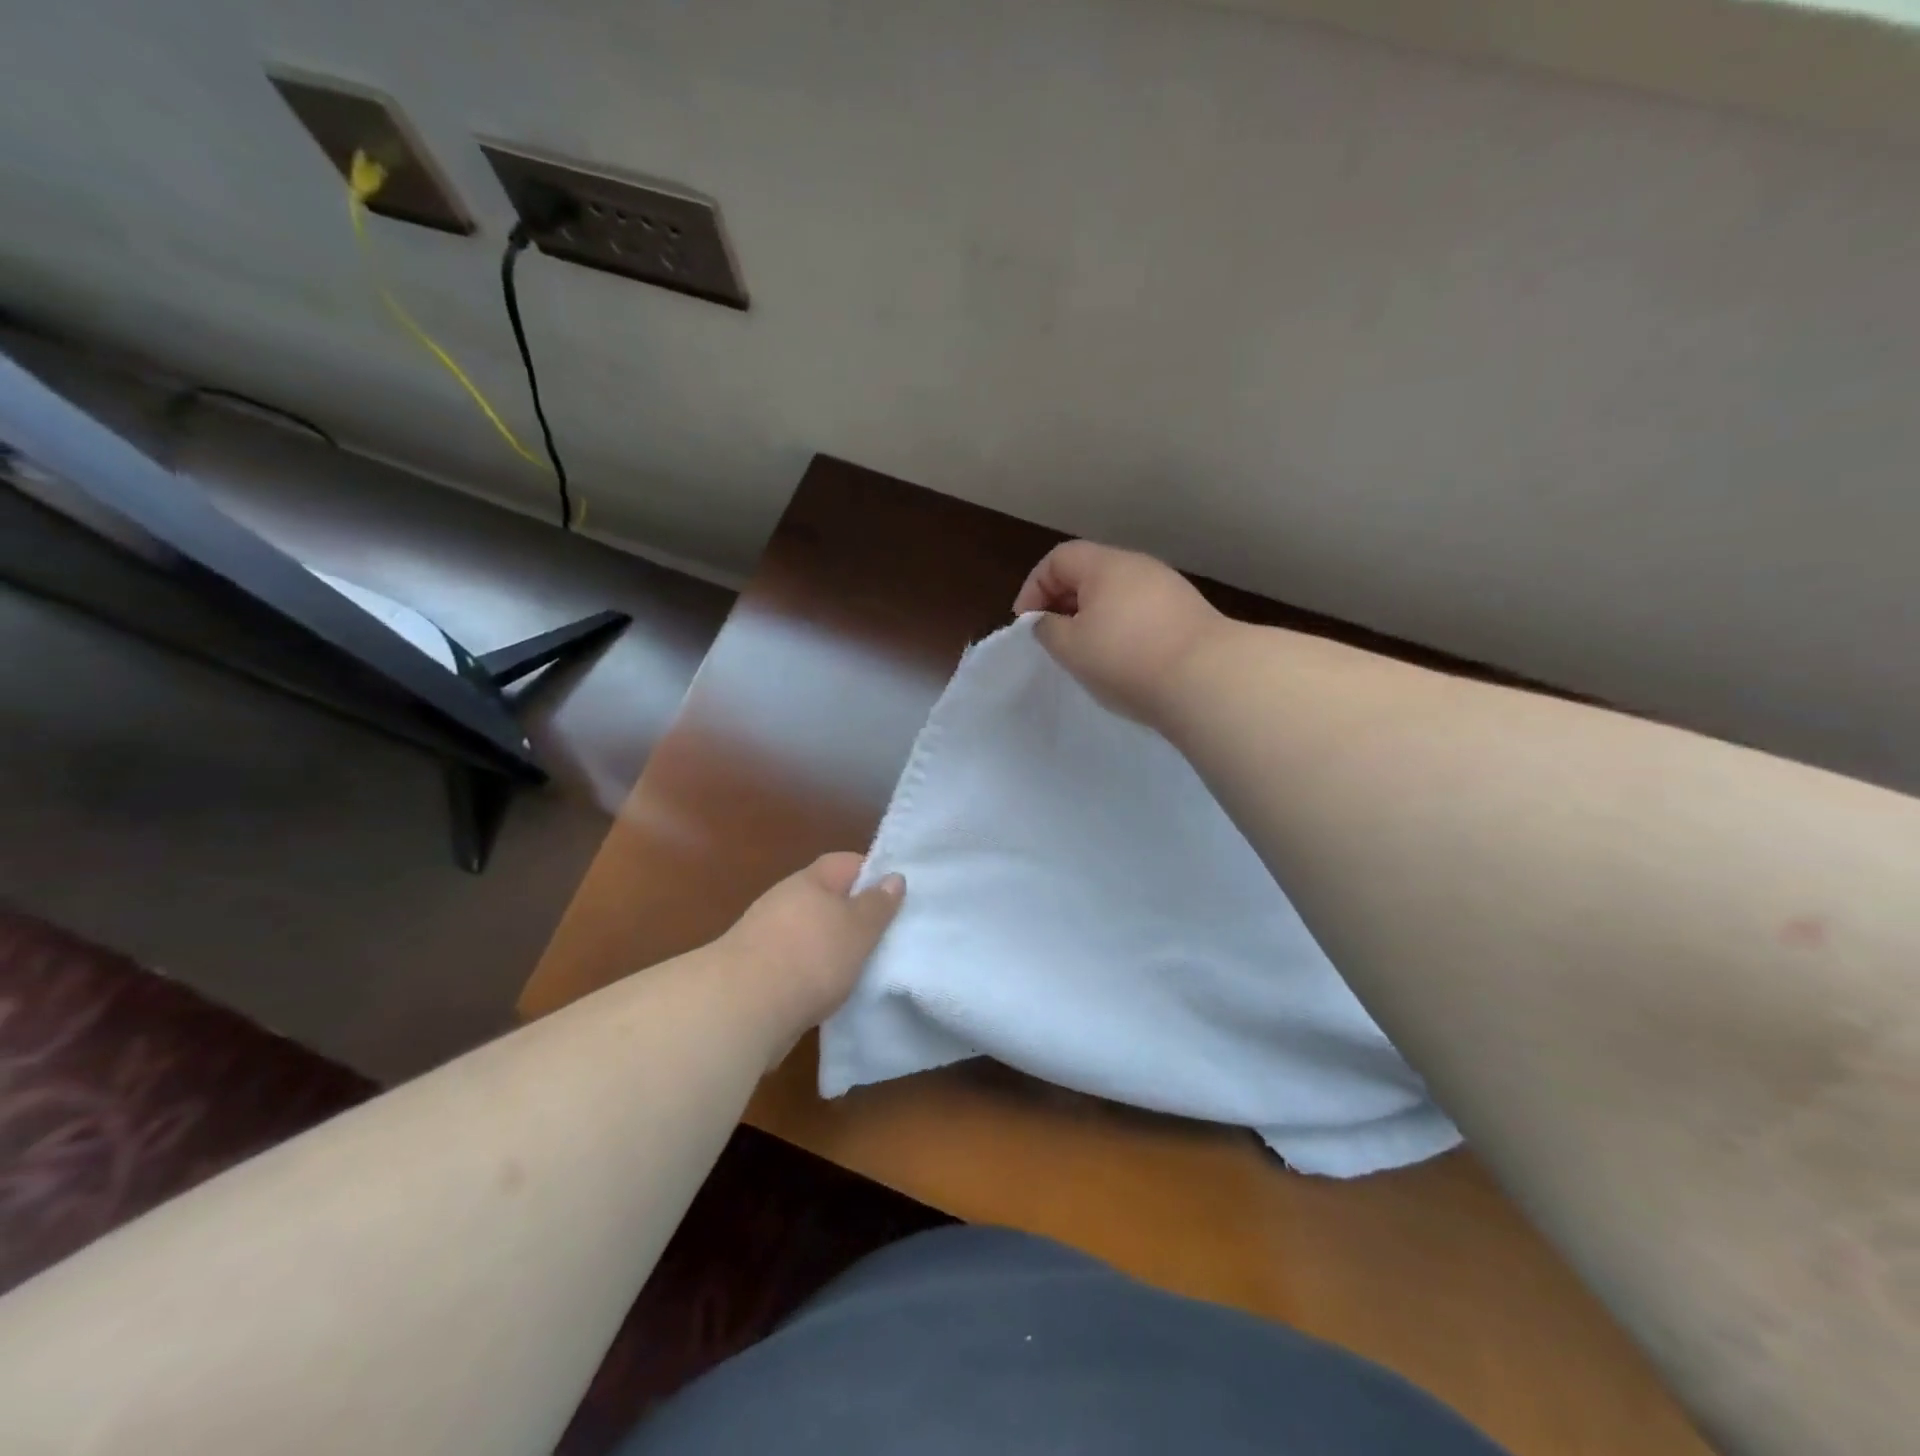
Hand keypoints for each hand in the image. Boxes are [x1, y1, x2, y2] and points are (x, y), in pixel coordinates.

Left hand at [720, 853, 904, 1054]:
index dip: (872, 874)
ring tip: (861, 968)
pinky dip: (813, 972)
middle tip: (885, 936)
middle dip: (853, 914)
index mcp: (809, 881)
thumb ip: (878, 904)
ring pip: (810, 932)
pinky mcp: (756, 970)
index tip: (896, 896)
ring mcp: (766, 935)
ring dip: (832, 946)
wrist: (742, 1008)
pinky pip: (795, 962)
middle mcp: (785, 900)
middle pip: (827, 898)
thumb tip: (894, 877)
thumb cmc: (810, 956)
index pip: (846, 862)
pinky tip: (828, 992)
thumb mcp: (858, 928)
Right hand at [1013, 541, 1226, 726]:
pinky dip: (1123, 630)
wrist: (1206, 679)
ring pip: (1117, 595)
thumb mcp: (1070, 647)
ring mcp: (1168, 589)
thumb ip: (1048, 629)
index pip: (1058, 559)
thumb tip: (1048, 621)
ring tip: (1087, 653)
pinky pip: (1142, 613)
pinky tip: (1123, 661)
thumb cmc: (1126, 658)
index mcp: (1105, 565)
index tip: (1027, 624)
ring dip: (1094, 618)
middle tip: (1054, 638)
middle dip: (1064, 602)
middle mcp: (1139, 567)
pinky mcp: (1188, 614)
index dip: (1034, 587)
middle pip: (1090, 573)